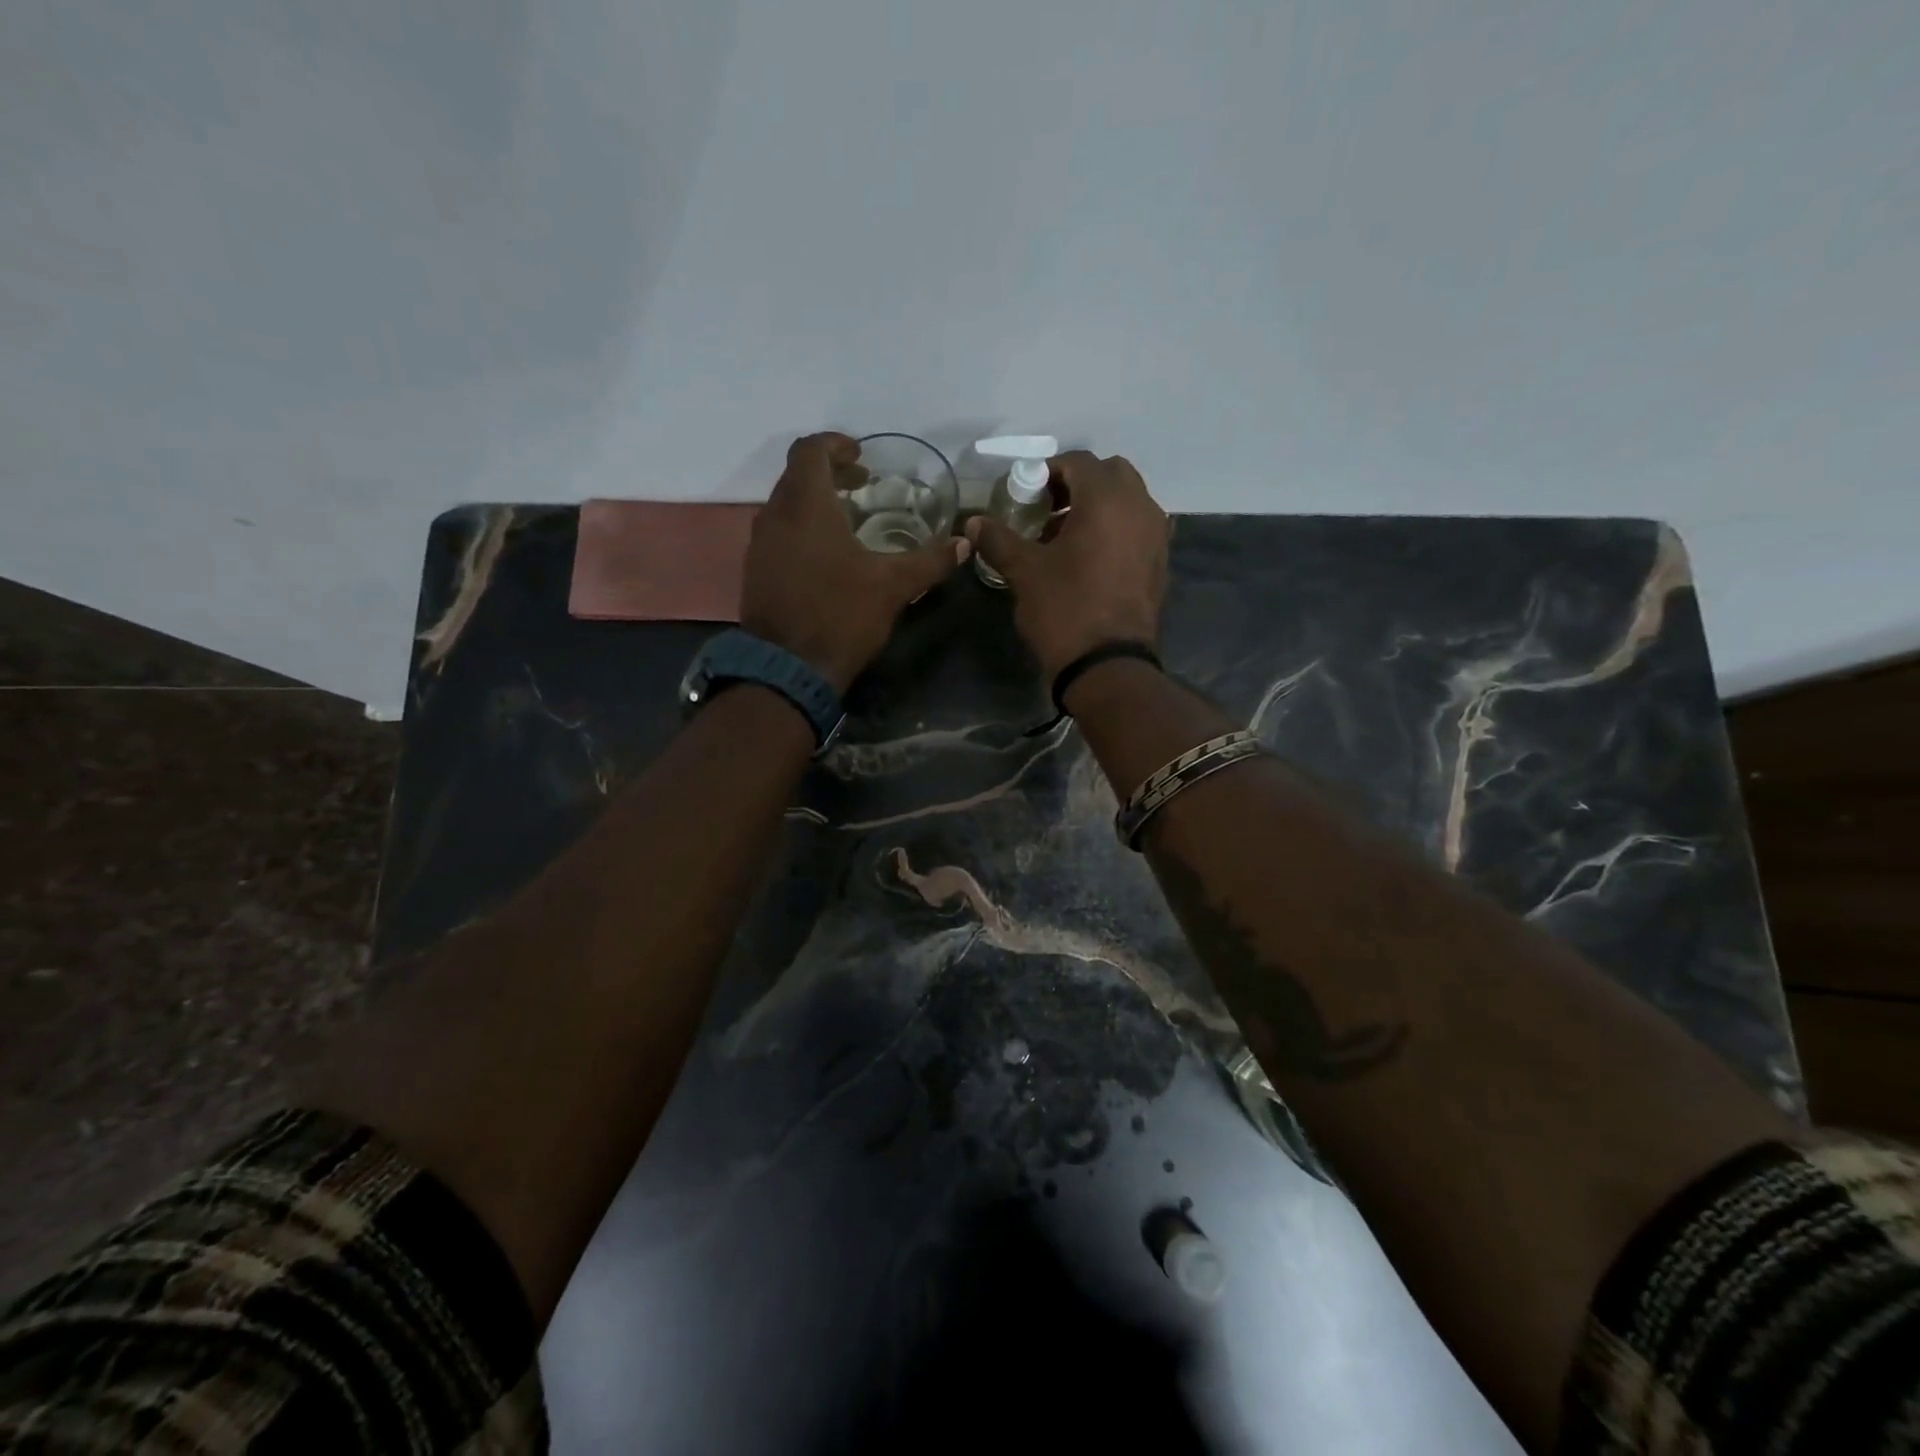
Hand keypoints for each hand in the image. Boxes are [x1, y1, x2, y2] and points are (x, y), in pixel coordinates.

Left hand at [741, 432, 968, 693]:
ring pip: (785, 505)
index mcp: (806, 505)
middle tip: (862, 484)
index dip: (836, 444)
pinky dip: (801, 528)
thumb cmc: (841, 615)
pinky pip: (778, 533)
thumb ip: (929, 560)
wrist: (788, 668)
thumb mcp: (893, 586)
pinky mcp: (755, 571)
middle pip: (796, 474)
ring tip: (848, 519)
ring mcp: (760, 545)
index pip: (810, 450)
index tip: (862, 457)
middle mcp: (775, 515)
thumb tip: (963, 543)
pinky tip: (826, 555)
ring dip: (814, 502)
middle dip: (829, 472)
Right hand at [965, 451, 1168, 683]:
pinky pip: (1138, 527)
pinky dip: (1116, 529)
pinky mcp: (1160, 562)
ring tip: (1066, 536)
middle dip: (1078, 484)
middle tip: (1048, 510)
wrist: (1107, 665)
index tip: (1026, 495)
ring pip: (1128, 500)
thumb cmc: (1064, 609)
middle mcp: (1139, 507)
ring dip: (1099, 506)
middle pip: (1110, 474)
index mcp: (1107, 499)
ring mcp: (1156, 535)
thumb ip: (998, 539)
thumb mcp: (1024, 572)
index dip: (1048, 472)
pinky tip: (1089, 558)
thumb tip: (973, 523)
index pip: (1079, 462)